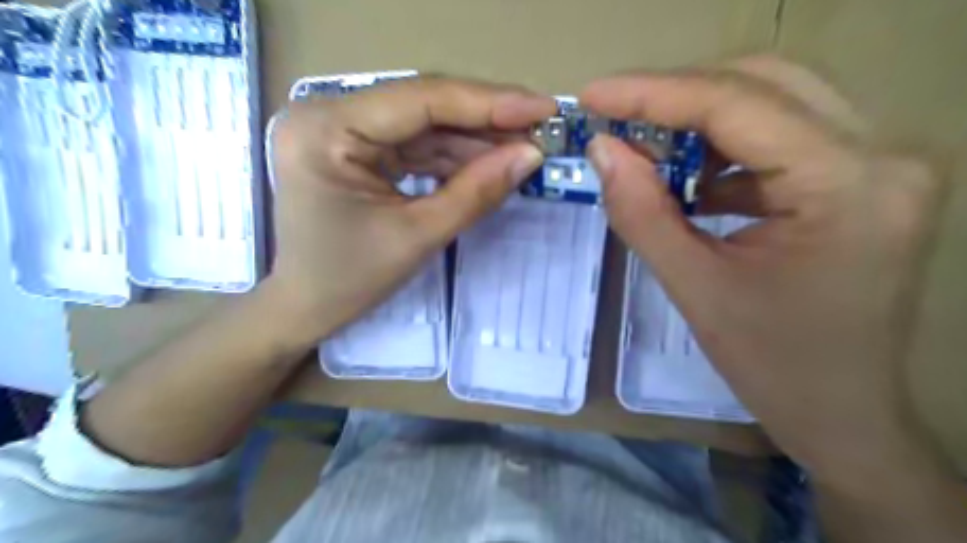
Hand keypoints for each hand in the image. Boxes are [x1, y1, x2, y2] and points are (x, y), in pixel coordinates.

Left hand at [262, 77, 555, 344]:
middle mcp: (328, 115)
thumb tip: (531, 155)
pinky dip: (454, 156)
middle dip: (486, 121)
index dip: (489, 103)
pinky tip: (491, 162)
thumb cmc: (350, 280)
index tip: (544, 108)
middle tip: (542, 127)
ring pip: (425, 125)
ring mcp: (342, 130)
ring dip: (476, 140)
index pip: (420, 100)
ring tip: (525, 148)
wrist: (307, 306)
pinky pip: (415, 145)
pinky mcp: (356, 148)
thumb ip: (476, 192)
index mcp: (326, 129)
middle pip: (424, 107)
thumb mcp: (418, 236)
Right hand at [577, 58, 949, 485]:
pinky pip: (782, 136)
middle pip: (763, 83)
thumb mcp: (694, 289)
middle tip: (617, 120)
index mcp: (847, 186)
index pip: (737, 104)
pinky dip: (725, 149)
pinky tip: (693, 183)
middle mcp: (882, 154)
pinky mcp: (862, 178)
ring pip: (773, 102)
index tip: (592, 96)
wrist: (844, 413)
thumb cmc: (772, 365)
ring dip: (700, 122)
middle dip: (677, 98)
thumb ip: (642, 212)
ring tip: (649, 155)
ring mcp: (880, 163)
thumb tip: (602, 149)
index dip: (653, 93)